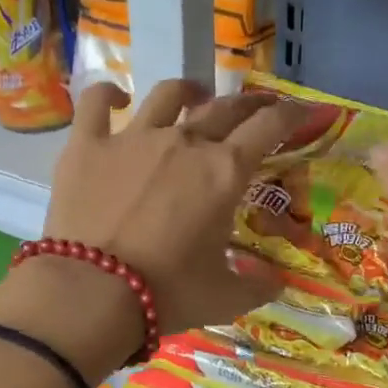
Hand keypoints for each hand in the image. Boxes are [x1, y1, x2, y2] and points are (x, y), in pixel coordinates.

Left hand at [43, 78, 304, 337]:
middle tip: (257, 107)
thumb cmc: (168, 293)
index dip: (290, 115)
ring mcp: (133, 138)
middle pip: (224, 108)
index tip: (300, 111)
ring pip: (167, 96)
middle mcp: (184, 143)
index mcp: (224, 172)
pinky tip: (116, 98)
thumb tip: (278, 282)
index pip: (268, 128)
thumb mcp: (225, 297)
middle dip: (248, 104)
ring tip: (194, 95)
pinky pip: (96, 103)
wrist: (93, 293)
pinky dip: (107, 94)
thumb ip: (258, 286)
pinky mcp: (87, 145)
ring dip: (188, 90)